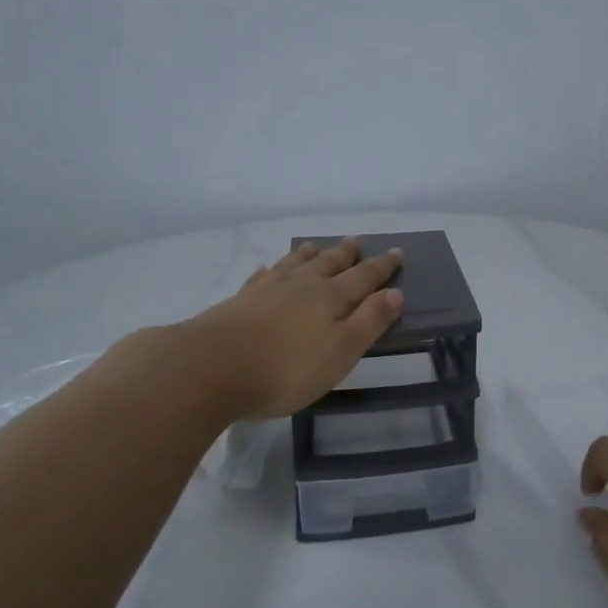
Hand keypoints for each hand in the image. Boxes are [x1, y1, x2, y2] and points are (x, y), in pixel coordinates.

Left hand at [118, 239, 404, 423]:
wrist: (210, 368)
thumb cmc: (286, 367)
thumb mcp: (341, 351)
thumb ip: (369, 322)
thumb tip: (395, 293)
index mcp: (330, 298)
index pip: (363, 277)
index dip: (381, 267)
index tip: (396, 252)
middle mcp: (300, 286)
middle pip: (328, 264)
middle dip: (345, 254)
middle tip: (356, 240)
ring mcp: (266, 291)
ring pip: (293, 265)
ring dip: (308, 255)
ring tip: (315, 245)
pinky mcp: (237, 303)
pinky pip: (259, 278)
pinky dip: (269, 271)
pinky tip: (266, 269)